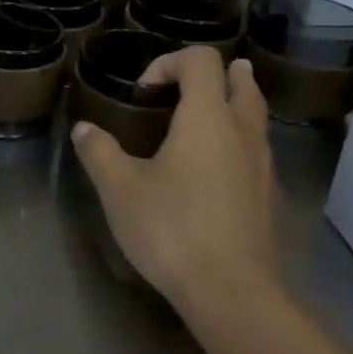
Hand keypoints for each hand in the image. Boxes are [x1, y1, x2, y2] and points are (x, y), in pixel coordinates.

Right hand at [71, 46, 279, 319]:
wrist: (233, 293)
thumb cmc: (172, 228)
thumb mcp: (119, 188)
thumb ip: (99, 151)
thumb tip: (84, 129)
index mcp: (207, 118)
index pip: (201, 60)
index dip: (169, 62)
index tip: (142, 91)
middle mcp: (243, 132)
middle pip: (242, 81)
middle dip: (213, 75)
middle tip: (181, 85)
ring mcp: (263, 165)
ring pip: (254, 116)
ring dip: (228, 106)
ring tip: (195, 121)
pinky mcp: (268, 196)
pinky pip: (256, 149)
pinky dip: (235, 141)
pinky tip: (209, 169)